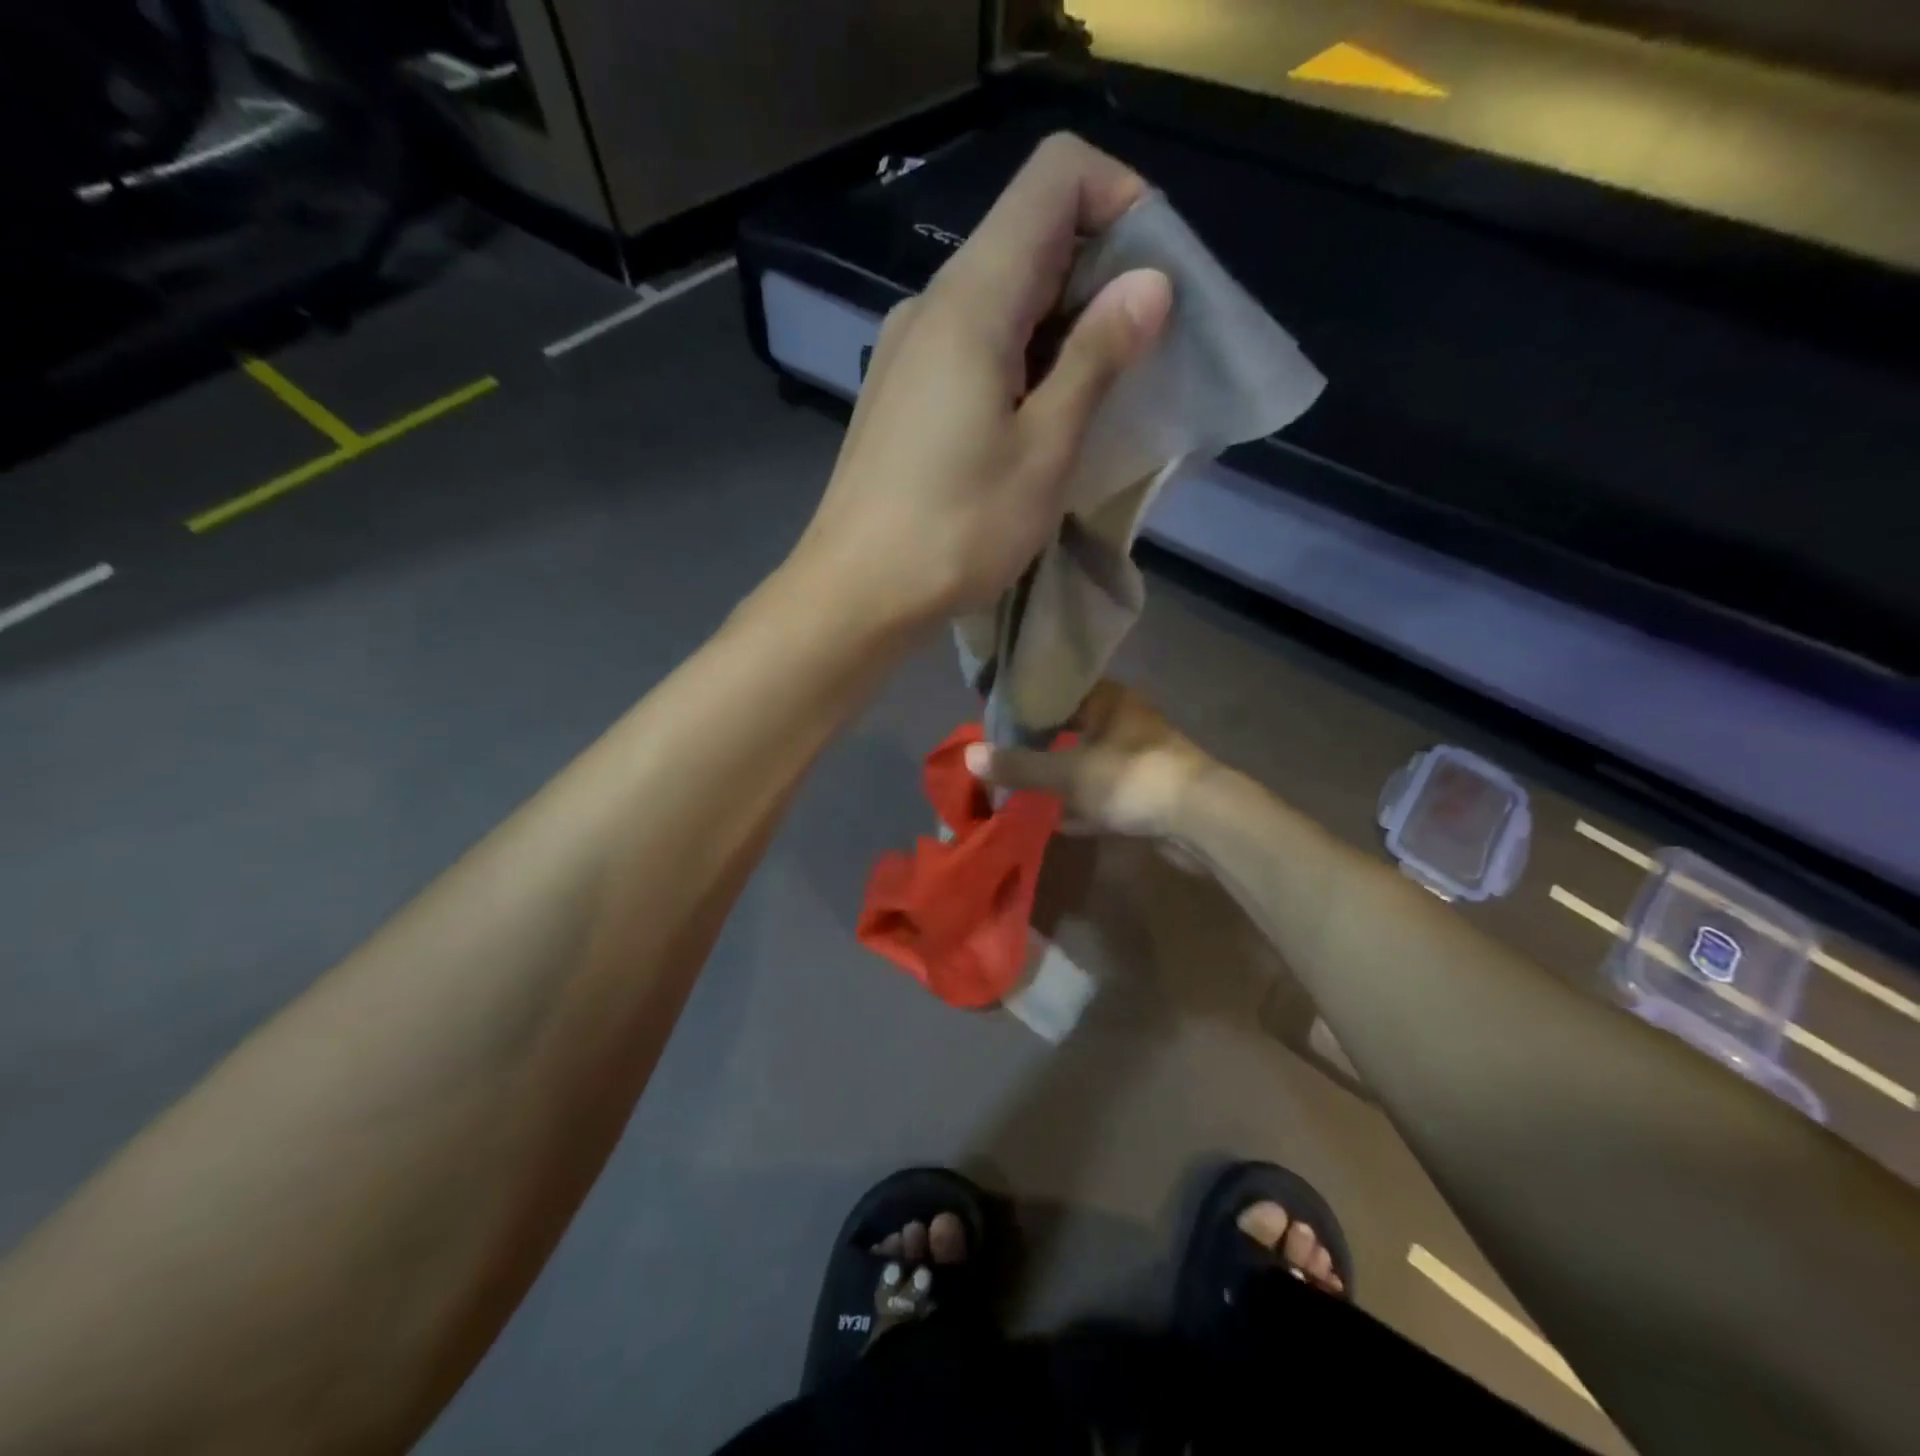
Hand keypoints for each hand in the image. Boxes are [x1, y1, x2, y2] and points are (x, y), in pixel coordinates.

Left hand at [793, 133, 1172, 626]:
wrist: (855, 594)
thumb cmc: (956, 532)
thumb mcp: (1044, 451)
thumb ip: (1096, 359)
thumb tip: (1149, 283)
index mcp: (971, 299)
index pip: (1055, 176)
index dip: (1120, 200)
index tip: (1154, 280)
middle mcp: (931, 304)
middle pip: (1028, 232)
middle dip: (1099, 271)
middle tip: (1139, 352)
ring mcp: (906, 348)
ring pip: (1000, 293)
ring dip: (1060, 324)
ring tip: (1093, 397)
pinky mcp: (898, 391)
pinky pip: (970, 342)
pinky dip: (1019, 357)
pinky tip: (1033, 420)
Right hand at [963, 681, 1214, 838]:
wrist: (1202, 820)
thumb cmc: (1132, 778)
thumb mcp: (1068, 772)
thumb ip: (1020, 765)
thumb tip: (968, 755)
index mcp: (1110, 700)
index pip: (1060, 689)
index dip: (1028, 702)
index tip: (996, 717)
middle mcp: (1124, 723)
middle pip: (1072, 728)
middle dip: (1040, 744)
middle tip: (1002, 754)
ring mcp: (1137, 760)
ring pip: (1087, 763)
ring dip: (1059, 777)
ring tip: (1020, 786)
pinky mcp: (1146, 794)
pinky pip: (1102, 795)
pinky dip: (1080, 806)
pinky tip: (1054, 820)